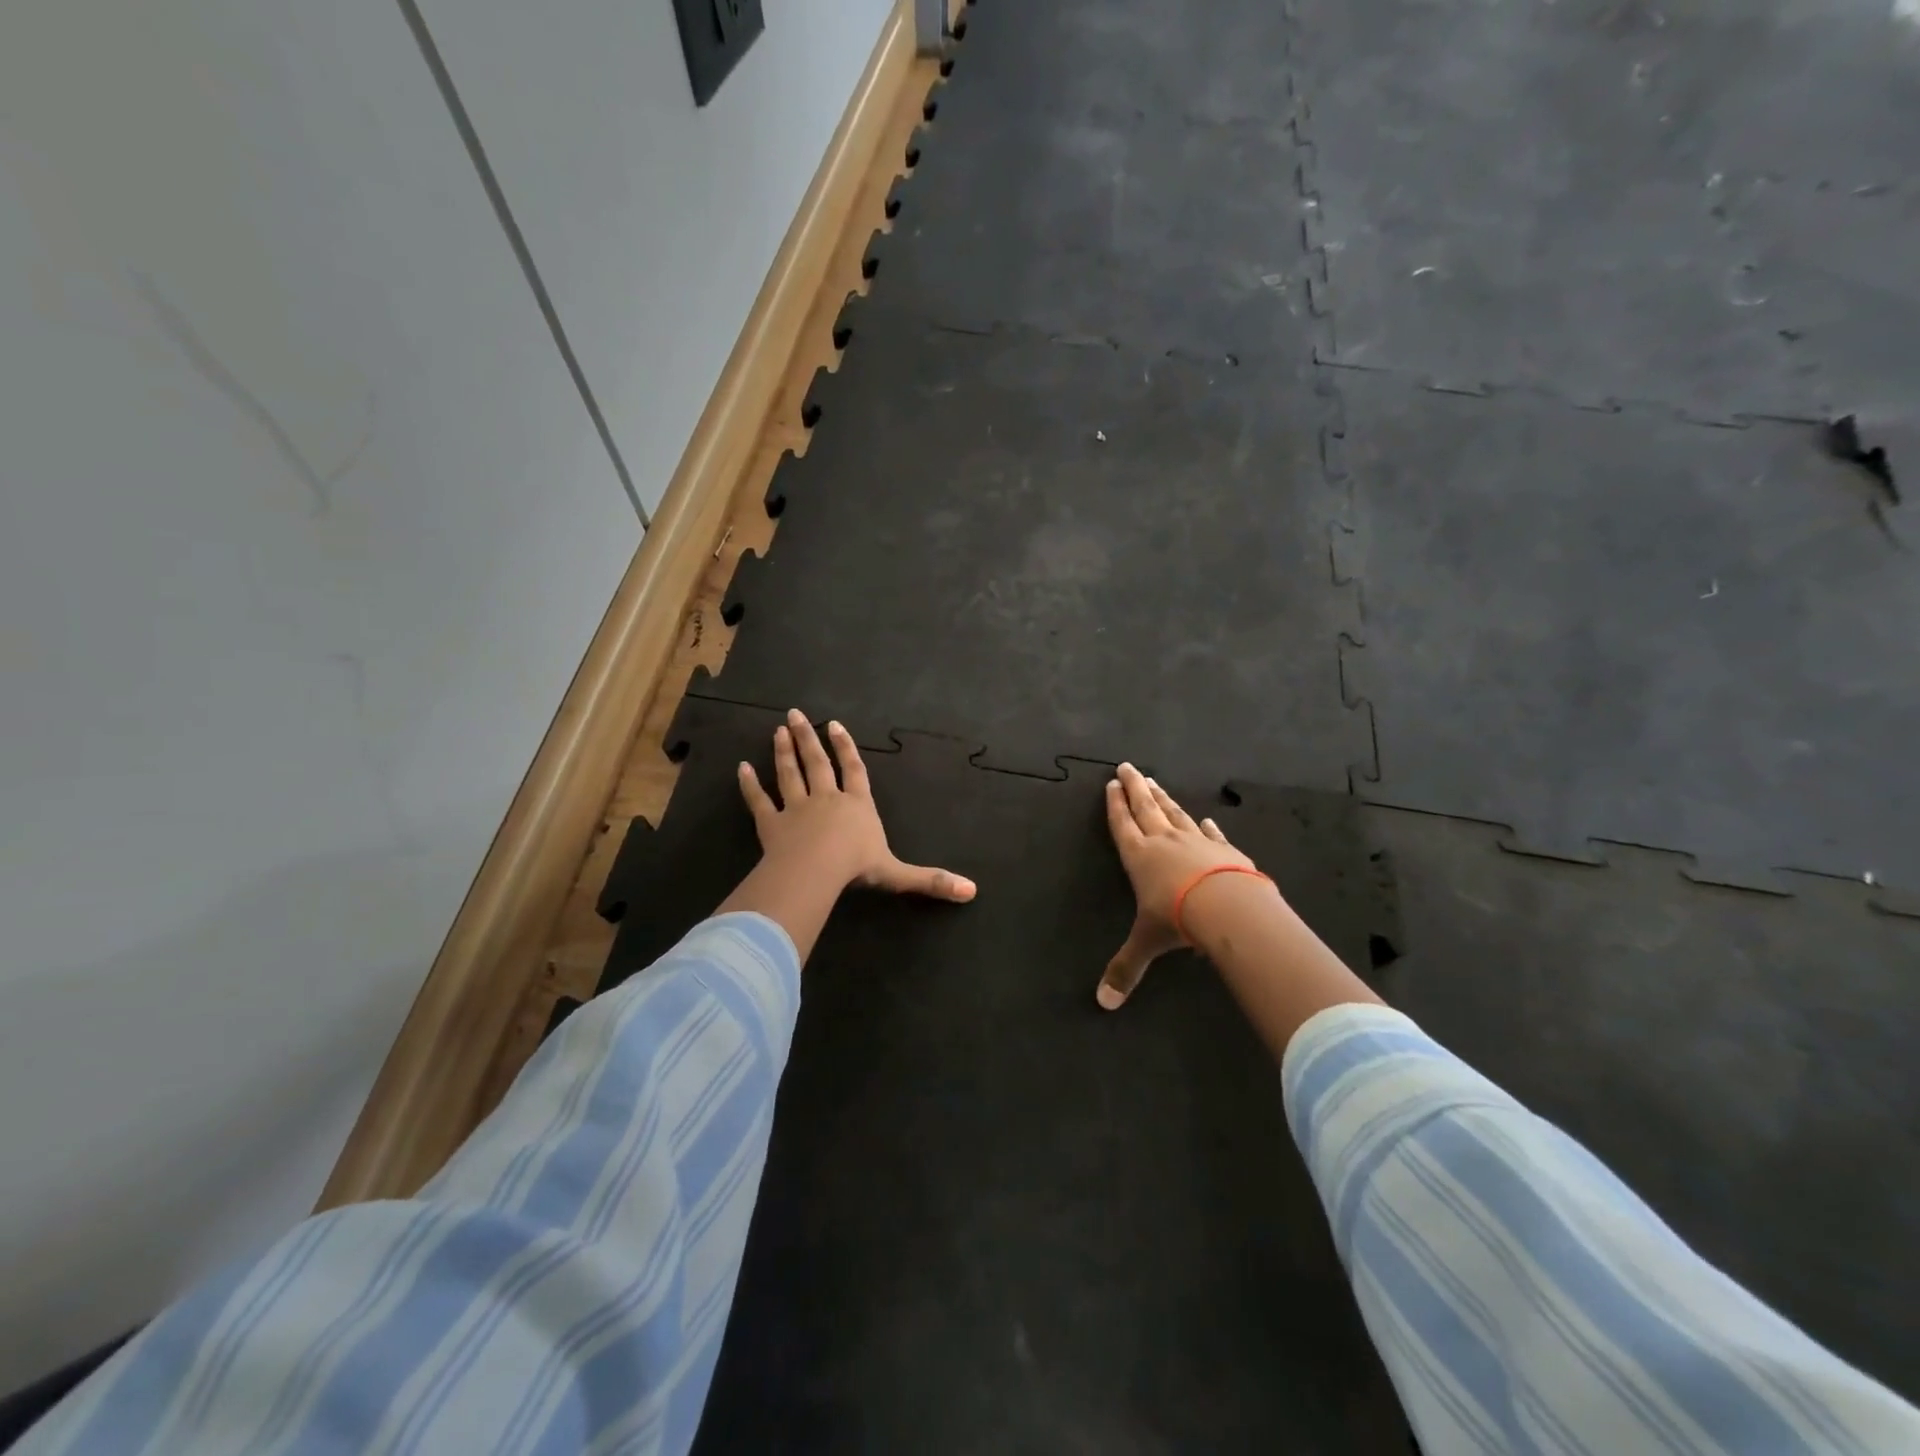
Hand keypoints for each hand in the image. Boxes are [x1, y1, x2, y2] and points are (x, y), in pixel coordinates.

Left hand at [738, 709, 976, 902]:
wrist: (817, 870)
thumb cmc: (858, 866)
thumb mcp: (898, 874)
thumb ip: (931, 880)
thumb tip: (971, 891)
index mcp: (857, 806)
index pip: (854, 771)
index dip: (847, 749)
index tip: (836, 726)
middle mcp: (827, 800)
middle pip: (817, 764)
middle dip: (809, 739)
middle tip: (796, 714)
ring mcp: (796, 809)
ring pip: (789, 775)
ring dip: (783, 752)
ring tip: (778, 731)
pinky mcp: (771, 824)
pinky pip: (759, 801)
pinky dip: (750, 785)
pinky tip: (742, 768)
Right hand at [1097, 762, 1264, 1008]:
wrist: (1227, 907)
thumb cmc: (1177, 919)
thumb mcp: (1147, 944)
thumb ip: (1126, 969)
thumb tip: (1103, 1003)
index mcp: (1139, 857)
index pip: (1122, 824)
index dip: (1115, 805)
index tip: (1111, 784)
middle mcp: (1164, 842)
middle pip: (1146, 808)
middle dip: (1135, 788)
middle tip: (1128, 767)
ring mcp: (1196, 842)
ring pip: (1175, 813)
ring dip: (1163, 797)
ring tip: (1155, 782)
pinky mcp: (1224, 850)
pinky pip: (1210, 833)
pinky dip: (1204, 825)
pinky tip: (1203, 818)